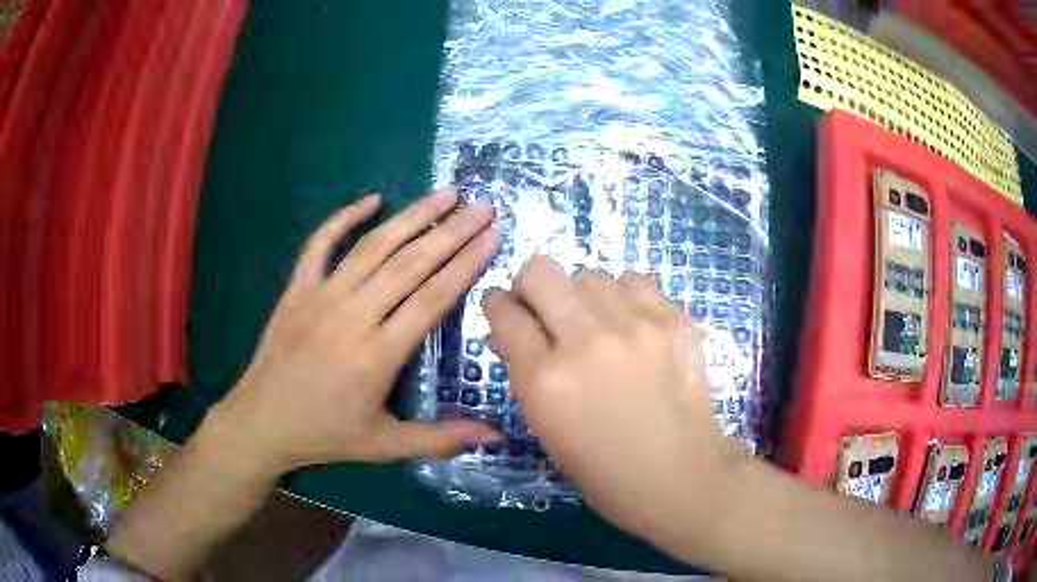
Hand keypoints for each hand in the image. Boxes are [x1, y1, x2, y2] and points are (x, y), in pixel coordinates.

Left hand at [204, 188, 500, 477]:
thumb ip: (442, 439)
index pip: (432, 299)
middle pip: (410, 264)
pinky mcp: (297, 288)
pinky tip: (372, 199)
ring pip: (373, 246)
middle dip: (451, 232)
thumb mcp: (386, 445)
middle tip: (482, 206)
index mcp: (377, 355)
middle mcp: (352, 316)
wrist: (262, 422)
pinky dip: (345, 217)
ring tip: (445, 193)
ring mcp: (320, 296)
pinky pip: (321, 243)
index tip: (492, 236)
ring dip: (411, 217)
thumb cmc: (326, 434)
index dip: (465, 264)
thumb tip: (497, 435)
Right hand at [483, 257, 740, 552]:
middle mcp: (586, 343)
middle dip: (531, 286)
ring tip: (597, 323)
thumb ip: (524, 372)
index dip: (498, 305)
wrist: (678, 476)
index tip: (505, 308)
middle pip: (540, 272)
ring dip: (582, 296)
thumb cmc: (603, 468)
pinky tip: (631, 324)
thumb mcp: (546, 427)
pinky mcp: (673, 321)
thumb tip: (510, 329)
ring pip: (589, 275)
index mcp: (545, 381)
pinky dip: (624, 297)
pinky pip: (634, 282)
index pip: (505, 313)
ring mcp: (635, 327)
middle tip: (544, 308)